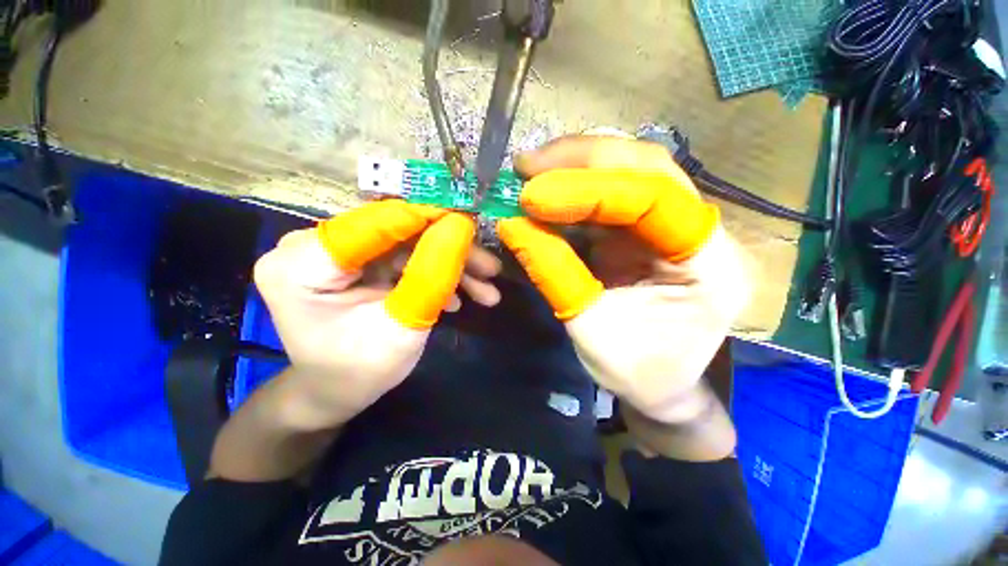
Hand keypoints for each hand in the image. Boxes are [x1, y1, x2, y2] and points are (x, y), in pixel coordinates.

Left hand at [253, 200, 498, 429]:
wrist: (338, 391)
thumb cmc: (361, 372)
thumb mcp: (402, 330)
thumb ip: (431, 278)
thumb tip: (460, 228)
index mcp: (302, 264)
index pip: (374, 223)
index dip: (427, 217)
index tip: (471, 220)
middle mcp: (312, 246)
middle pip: (397, 231)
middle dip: (449, 250)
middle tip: (491, 268)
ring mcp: (338, 253)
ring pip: (409, 245)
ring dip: (449, 265)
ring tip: (487, 291)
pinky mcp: (358, 262)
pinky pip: (405, 258)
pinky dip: (435, 273)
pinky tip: (459, 297)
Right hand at [499, 136, 750, 424]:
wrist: (660, 384)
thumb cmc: (637, 371)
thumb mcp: (591, 332)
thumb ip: (554, 275)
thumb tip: (512, 225)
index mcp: (707, 264)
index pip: (654, 199)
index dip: (590, 190)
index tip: (533, 195)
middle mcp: (697, 231)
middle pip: (647, 167)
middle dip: (582, 159)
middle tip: (527, 166)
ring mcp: (670, 224)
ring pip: (629, 170)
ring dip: (575, 165)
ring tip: (529, 171)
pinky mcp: (643, 230)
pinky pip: (610, 193)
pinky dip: (573, 187)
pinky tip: (545, 190)